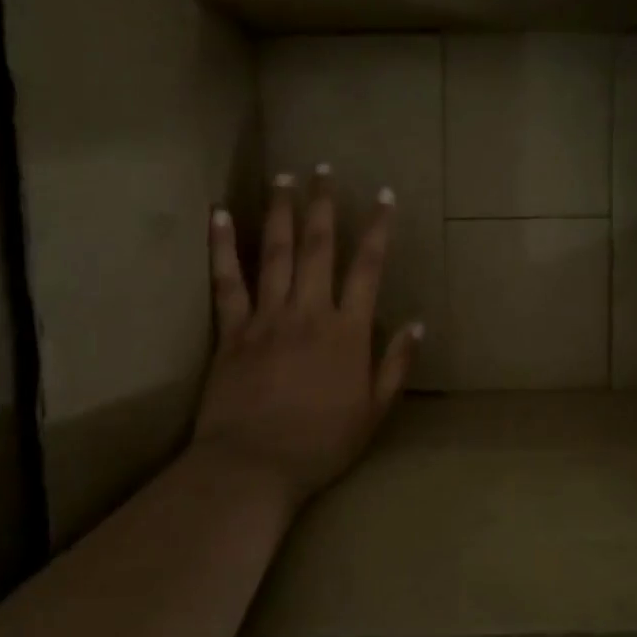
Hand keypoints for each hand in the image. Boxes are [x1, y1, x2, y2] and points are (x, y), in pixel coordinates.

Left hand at [189, 168, 422, 511]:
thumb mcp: (374, 412)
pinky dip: (222, 247)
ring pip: (274, 253)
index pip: (367, 268)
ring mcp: (266, 317)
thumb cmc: (322, 444)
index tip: (383, 196)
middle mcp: (308, 312)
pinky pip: (226, 281)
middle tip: (324, 170)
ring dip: (280, 212)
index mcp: (347, 331)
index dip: (377, 229)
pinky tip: (219, 215)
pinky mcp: (232, 330)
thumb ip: (396, 365)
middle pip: (317, 247)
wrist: (254, 466)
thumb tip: (416, 324)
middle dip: (323, 206)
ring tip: (284, 177)